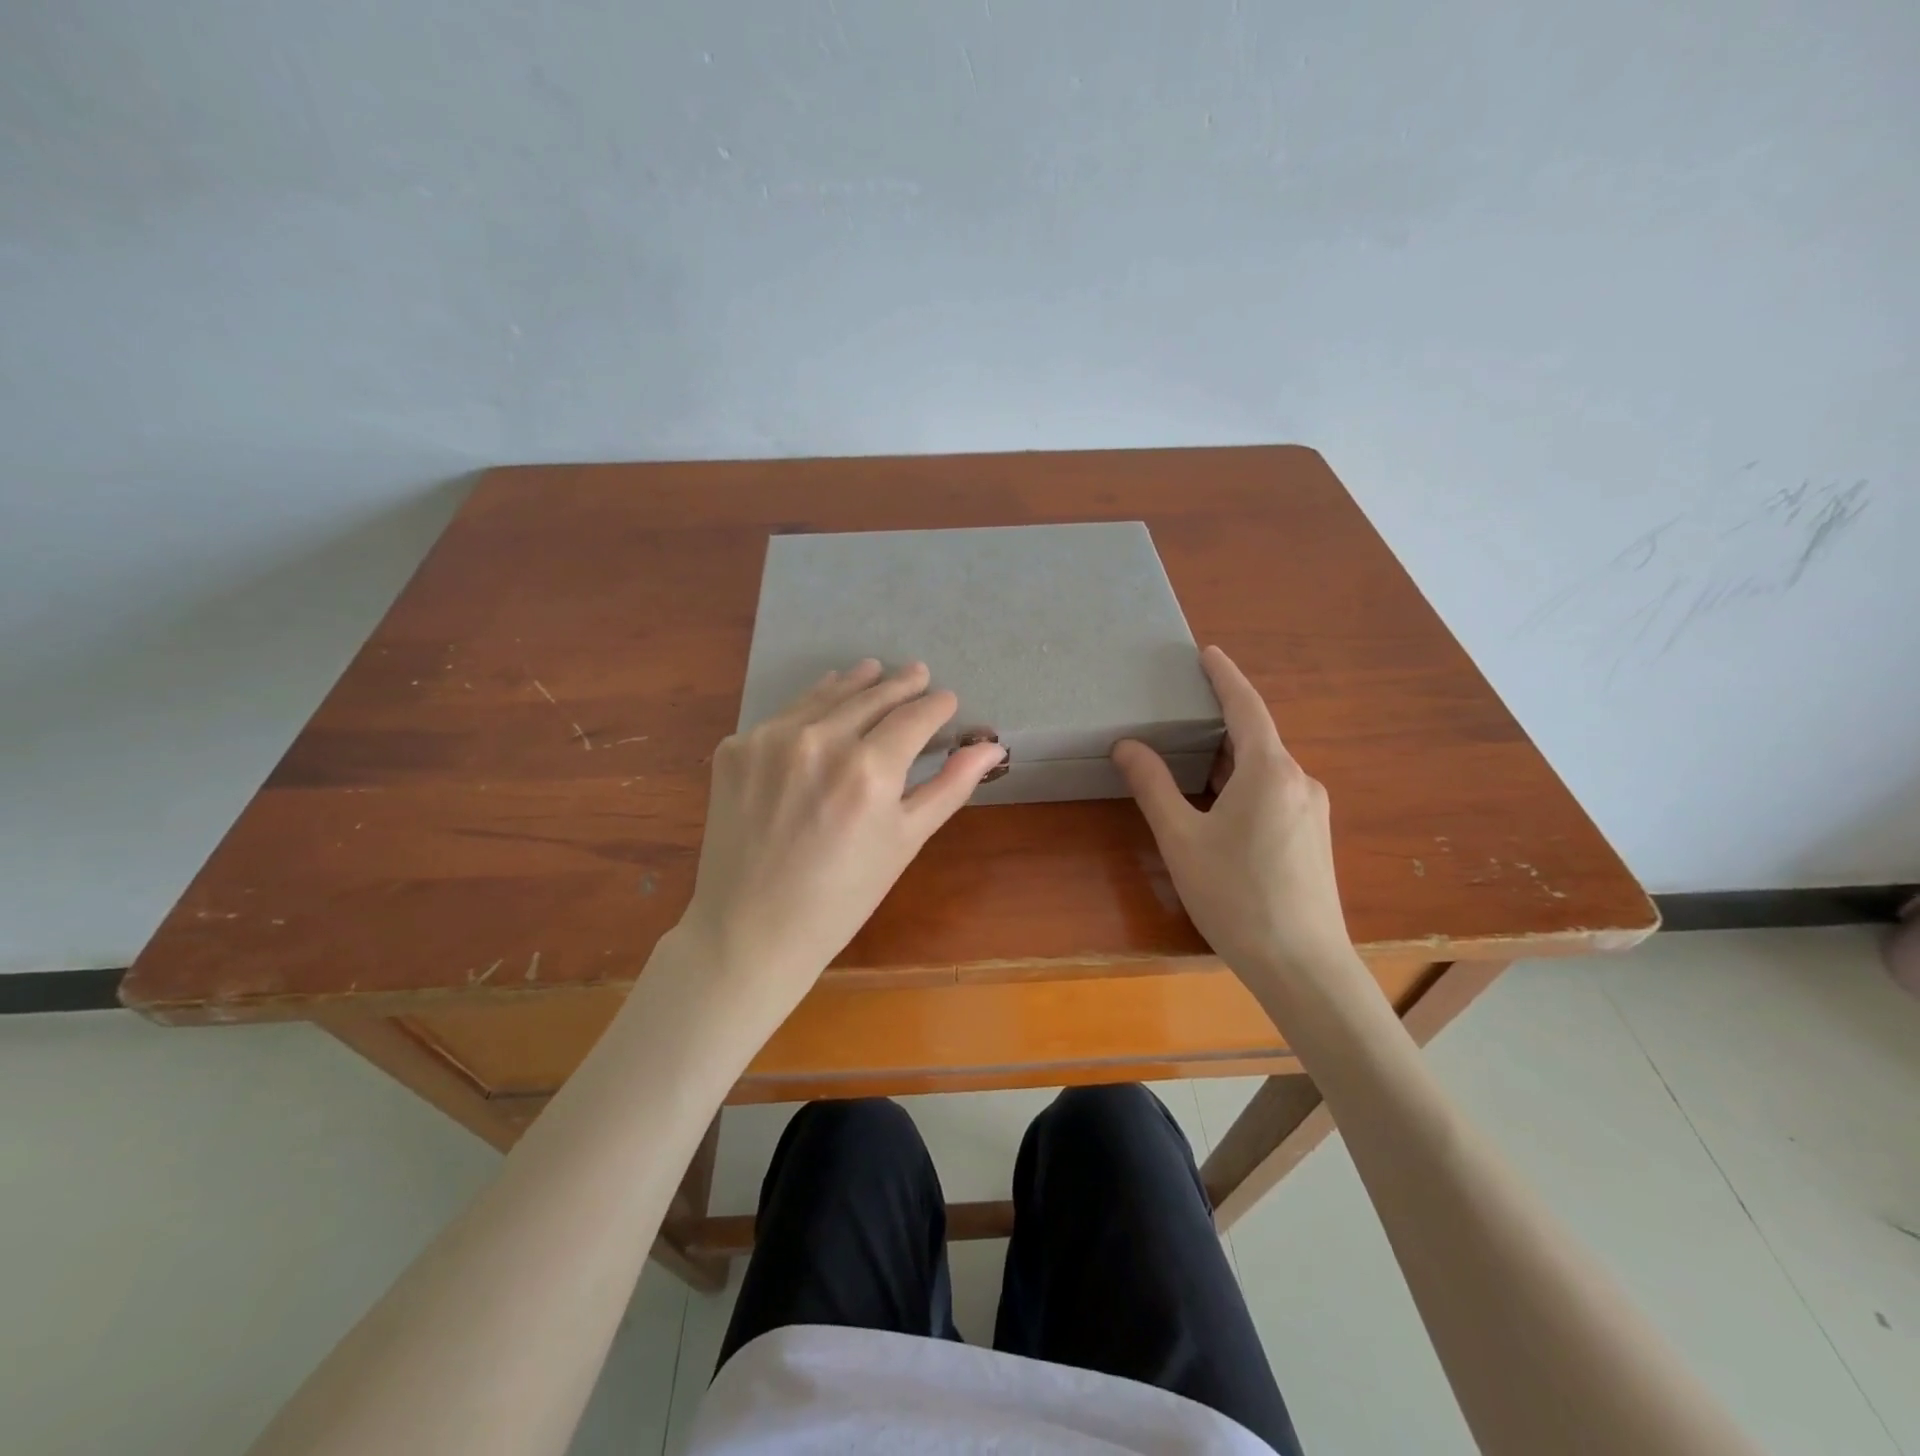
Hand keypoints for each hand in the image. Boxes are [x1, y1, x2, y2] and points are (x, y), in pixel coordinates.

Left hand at [680, 659, 1005, 1020]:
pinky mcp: (735, 748)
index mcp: (869, 770)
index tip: (946, 699)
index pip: (914, 717)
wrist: (751, 931)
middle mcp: (819, 741)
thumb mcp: (905, 842)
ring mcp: (770, 740)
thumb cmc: (842, 897)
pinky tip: (820, 707)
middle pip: (871, 696)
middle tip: (917, 672)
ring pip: (824, 696)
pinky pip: (782, 717)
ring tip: (872, 669)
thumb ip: (949, 787)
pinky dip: (808, 708)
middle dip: (900, 684)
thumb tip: (993, 747)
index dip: (936, 705)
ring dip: (854, 683)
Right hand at [1112, 646, 1352, 981]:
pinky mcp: (1314, 836)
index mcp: (1268, 771)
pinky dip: (1244, 782)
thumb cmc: (1236, 896)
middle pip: (1257, 736)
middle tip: (1183, 710)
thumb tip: (1128, 746)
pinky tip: (1221, 804)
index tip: (1207, 652)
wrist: (1302, 965)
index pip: (1246, 706)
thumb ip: (1153, 787)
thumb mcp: (1181, 839)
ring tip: (1192, 757)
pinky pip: (1276, 791)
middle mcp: (1299, 780)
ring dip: (1231, 756)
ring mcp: (1312, 810)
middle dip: (1221, 719)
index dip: (1225, 676)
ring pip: (1266, 767)